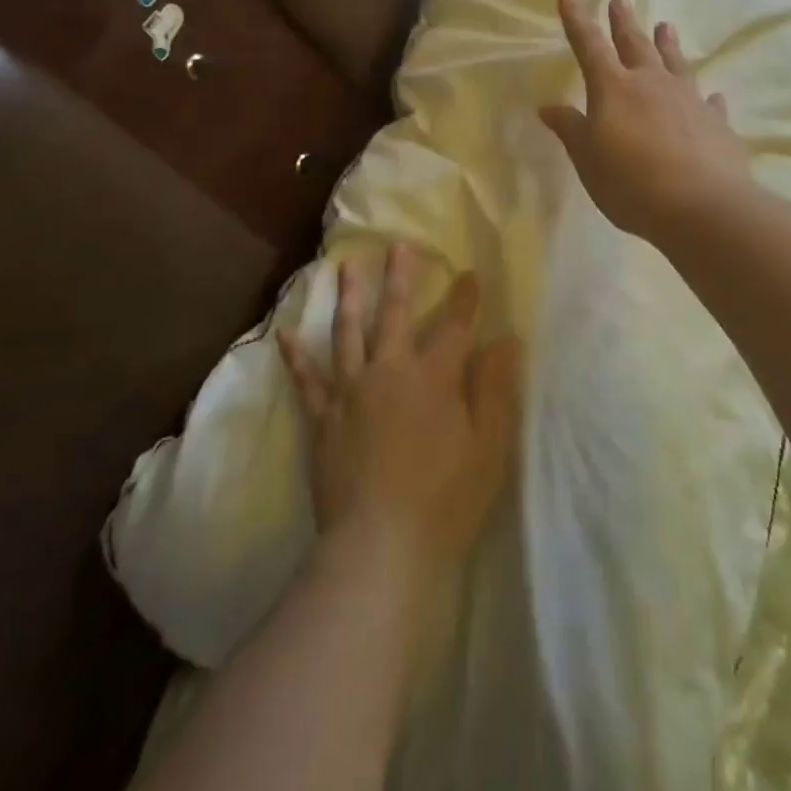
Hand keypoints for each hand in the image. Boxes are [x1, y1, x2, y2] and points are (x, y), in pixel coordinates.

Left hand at [277, 245, 522, 570]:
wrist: (381, 546)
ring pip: (348, 333)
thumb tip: (506, 341)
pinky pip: (307, 381)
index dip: (465, 298)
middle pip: (396, 314)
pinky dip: (295, 356)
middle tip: (398, 245)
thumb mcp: (488, 444)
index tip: (470, 273)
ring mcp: (351, 393)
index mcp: (433, 376)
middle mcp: (389, 371)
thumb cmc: (446, 497)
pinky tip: (285, 334)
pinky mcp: (323, 420)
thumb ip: (494, 387)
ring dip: (349, 297)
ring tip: (346, 267)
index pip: (455, 326)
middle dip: (400, 277)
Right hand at [540, 0, 753, 241]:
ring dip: (668, 44)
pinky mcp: (716, 122)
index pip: (589, 45)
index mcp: (614, 88)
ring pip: (675, 63)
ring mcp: (688, 99)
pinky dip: (707, 97)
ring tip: (665, 26)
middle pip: (634, 44)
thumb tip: (548, 106)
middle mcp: (652, 83)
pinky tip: (713, 95)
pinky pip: (709, 102)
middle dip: (624, 22)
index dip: (576, 18)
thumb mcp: (588, 160)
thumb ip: (570, 129)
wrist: (701, 206)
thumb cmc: (631, 183)